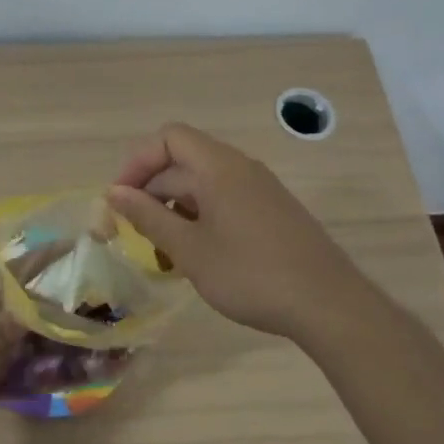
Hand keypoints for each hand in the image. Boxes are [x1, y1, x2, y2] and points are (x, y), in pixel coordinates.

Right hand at [107, 123, 361, 339]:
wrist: (329, 305)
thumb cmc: (250, 274)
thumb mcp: (189, 249)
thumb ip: (148, 217)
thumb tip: (113, 193)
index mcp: (219, 166)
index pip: (168, 137)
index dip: (138, 161)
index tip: (121, 198)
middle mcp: (240, 168)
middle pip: (183, 161)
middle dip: (152, 191)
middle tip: (133, 233)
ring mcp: (260, 189)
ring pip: (203, 185)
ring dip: (174, 209)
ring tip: (161, 251)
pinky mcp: (271, 212)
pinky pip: (224, 201)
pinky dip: (200, 219)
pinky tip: (195, 256)